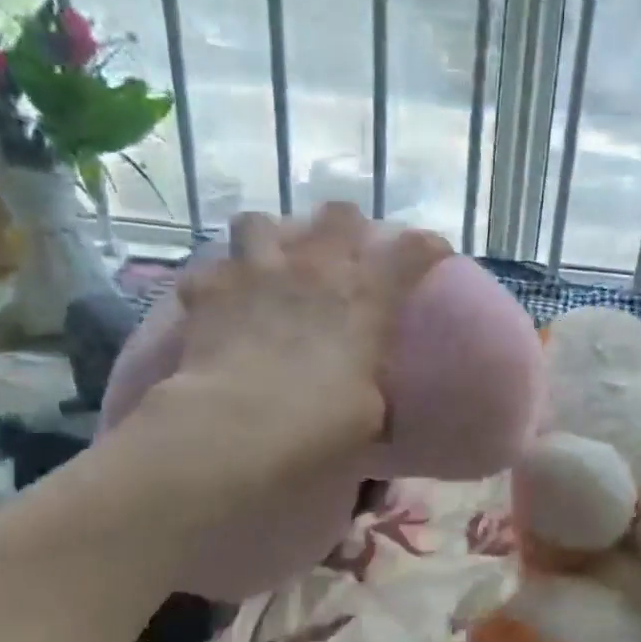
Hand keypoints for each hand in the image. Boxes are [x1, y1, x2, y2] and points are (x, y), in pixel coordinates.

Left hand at [136, 202, 449, 494]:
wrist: (238, 426)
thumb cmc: (320, 423)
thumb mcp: (370, 410)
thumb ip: (371, 381)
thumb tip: (369, 386)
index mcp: (364, 297)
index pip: (412, 251)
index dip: (427, 248)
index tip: (433, 254)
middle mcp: (314, 269)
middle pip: (338, 215)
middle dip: (346, 226)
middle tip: (344, 252)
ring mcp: (256, 272)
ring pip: (260, 222)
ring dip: (269, 240)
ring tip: (270, 263)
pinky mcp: (207, 290)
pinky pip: (210, 269)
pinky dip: (218, 282)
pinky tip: (221, 300)